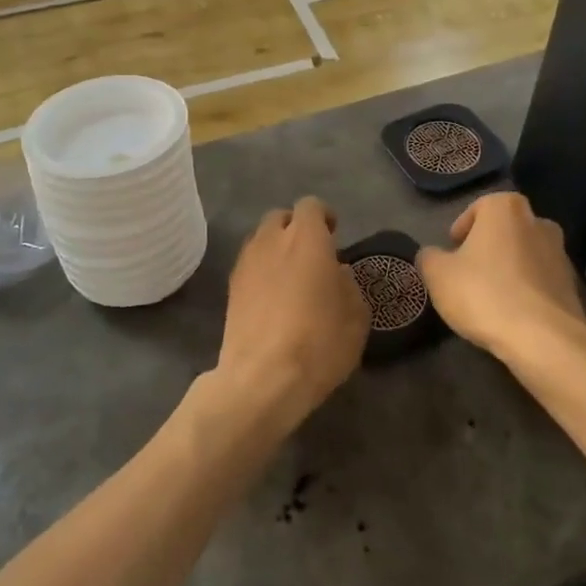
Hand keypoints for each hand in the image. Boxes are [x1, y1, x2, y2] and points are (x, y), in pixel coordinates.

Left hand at [217, 197, 368, 428]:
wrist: (262, 379)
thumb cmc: (319, 342)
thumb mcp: (356, 316)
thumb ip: (348, 285)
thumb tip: (337, 273)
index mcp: (306, 238)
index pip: (311, 206)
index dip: (323, 217)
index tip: (334, 234)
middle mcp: (272, 241)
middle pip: (281, 218)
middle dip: (296, 229)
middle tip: (312, 254)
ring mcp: (246, 264)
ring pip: (260, 240)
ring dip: (276, 249)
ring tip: (291, 276)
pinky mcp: (230, 289)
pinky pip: (249, 265)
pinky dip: (261, 271)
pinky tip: (273, 298)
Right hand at [418, 192, 585, 368]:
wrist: (544, 339)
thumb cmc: (484, 293)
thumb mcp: (438, 275)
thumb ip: (429, 257)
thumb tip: (431, 255)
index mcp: (506, 209)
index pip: (479, 208)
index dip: (462, 229)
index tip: (452, 250)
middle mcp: (538, 222)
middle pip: (505, 230)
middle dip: (488, 247)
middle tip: (468, 271)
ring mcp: (560, 254)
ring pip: (525, 255)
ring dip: (509, 269)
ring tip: (490, 297)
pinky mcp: (572, 286)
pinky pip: (540, 281)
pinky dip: (526, 291)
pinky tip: (512, 313)